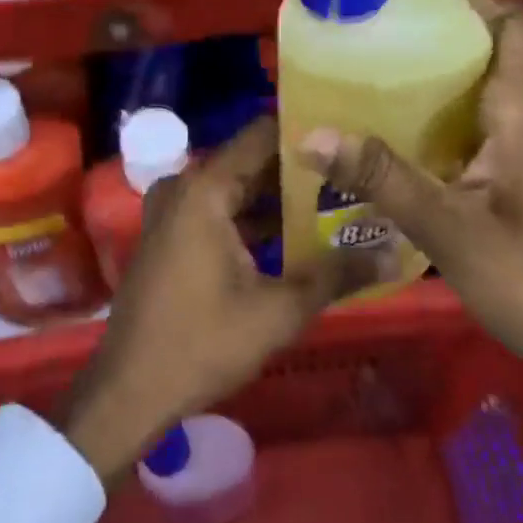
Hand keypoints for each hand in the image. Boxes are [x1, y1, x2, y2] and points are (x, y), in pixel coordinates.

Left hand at [62, 116, 352, 485]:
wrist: (129, 391)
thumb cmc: (202, 343)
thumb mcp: (279, 311)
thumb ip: (336, 274)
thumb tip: (392, 252)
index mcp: (205, 188)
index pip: (264, 134)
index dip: (309, 131)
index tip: (352, 135)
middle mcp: (186, 186)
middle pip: (253, 161)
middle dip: (303, 170)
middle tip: (357, 173)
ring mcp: (173, 210)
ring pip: (238, 188)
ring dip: (281, 198)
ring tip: (340, 201)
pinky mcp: (171, 234)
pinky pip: (221, 209)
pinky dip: (255, 219)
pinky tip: (298, 236)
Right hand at [298, 0, 522, 376]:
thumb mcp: (449, 229)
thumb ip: (382, 179)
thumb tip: (312, 134)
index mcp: (521, 112)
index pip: (512, 24)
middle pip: (484, 52)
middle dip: (430, 37)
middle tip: (366, 36)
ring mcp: (519, 151)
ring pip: (473, 94)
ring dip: (427, 82)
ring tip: (363, 77)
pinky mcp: (510, 179)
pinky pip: (467, 131)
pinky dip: (430, 123)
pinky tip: (385, 141)